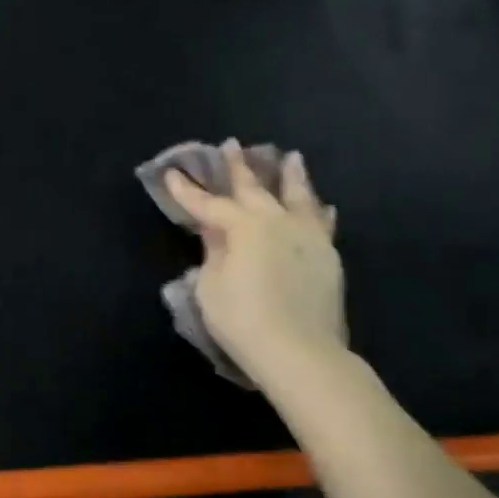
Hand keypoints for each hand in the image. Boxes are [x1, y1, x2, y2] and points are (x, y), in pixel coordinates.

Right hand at [163, 143, 345, 379]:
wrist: (299, 352)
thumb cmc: (241, 319)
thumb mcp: (211, 286)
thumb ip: (214, 252)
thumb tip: (215, 232)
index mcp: (243, 226)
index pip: (208, 203)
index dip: (187, 190)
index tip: (172, 172)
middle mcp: (277, 221)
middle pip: (254, 188)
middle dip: (238, 167)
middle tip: (230, 145)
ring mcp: (307, 236)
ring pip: (298, 196)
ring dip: (291, 175)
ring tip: (290, 157)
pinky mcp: (327, 256)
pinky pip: (321, 223)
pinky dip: (317, 210)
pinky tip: (322, 205)